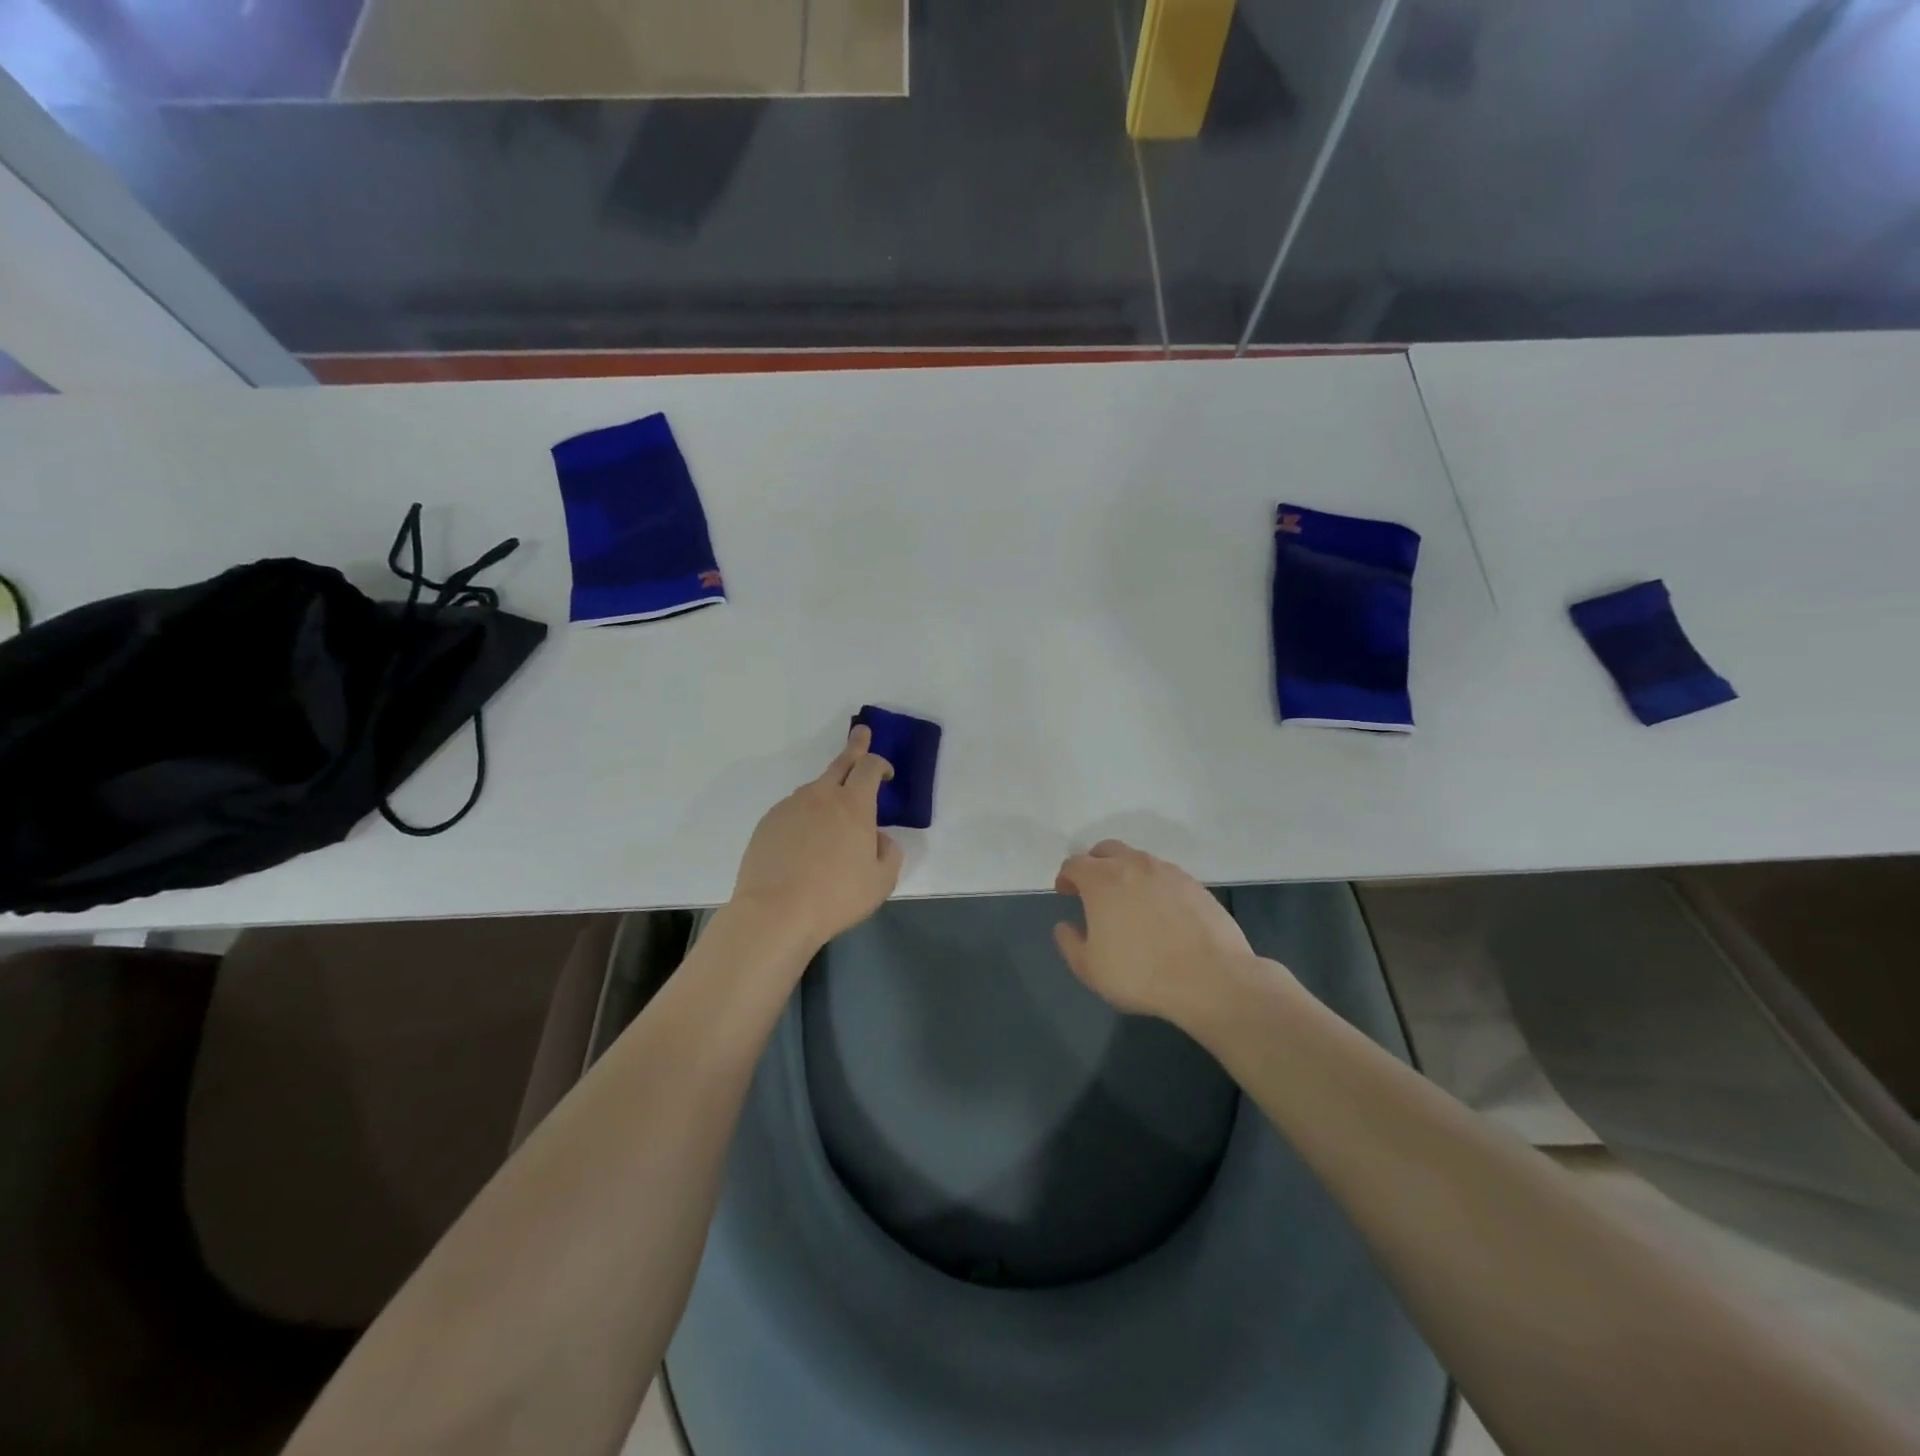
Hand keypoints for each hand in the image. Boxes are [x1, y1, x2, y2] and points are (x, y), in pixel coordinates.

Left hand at [727, 726, 904, 953]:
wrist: (775, 913)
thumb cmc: (836, 896)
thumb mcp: (881, 881)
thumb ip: (888, 852)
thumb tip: (877, 837)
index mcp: (853, 805)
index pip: (869, 768)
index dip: (880, 764)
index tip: (886, 773)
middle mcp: (821, 796)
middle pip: (840, 763)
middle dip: (855, 746)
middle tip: (861, 733)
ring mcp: (790, 807)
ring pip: (814, 791)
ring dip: (827, 794)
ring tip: (831, 825)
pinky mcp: (767, 823)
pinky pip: (793, 812)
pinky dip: (804, 818)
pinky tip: (803, 846)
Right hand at [1053, 840, 1262, 1021]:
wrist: (1210, 978)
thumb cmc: (1140, 974)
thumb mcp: (1090, 969)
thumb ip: (1070, 943)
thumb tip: (1065, 926)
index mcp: (1102, 880)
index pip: (1075, 864)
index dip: (1066, 876)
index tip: (1066, 892)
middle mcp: (1133, 865)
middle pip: (1106, 850)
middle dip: (1095, 865)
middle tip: (1094, 890)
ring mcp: (1167, 871)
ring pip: (1137, 860)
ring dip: (1125, 872)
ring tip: (1129, 902)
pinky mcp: (1194, 883)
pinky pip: (1164, 875)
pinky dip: (1153, 884)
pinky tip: (1160, 911)